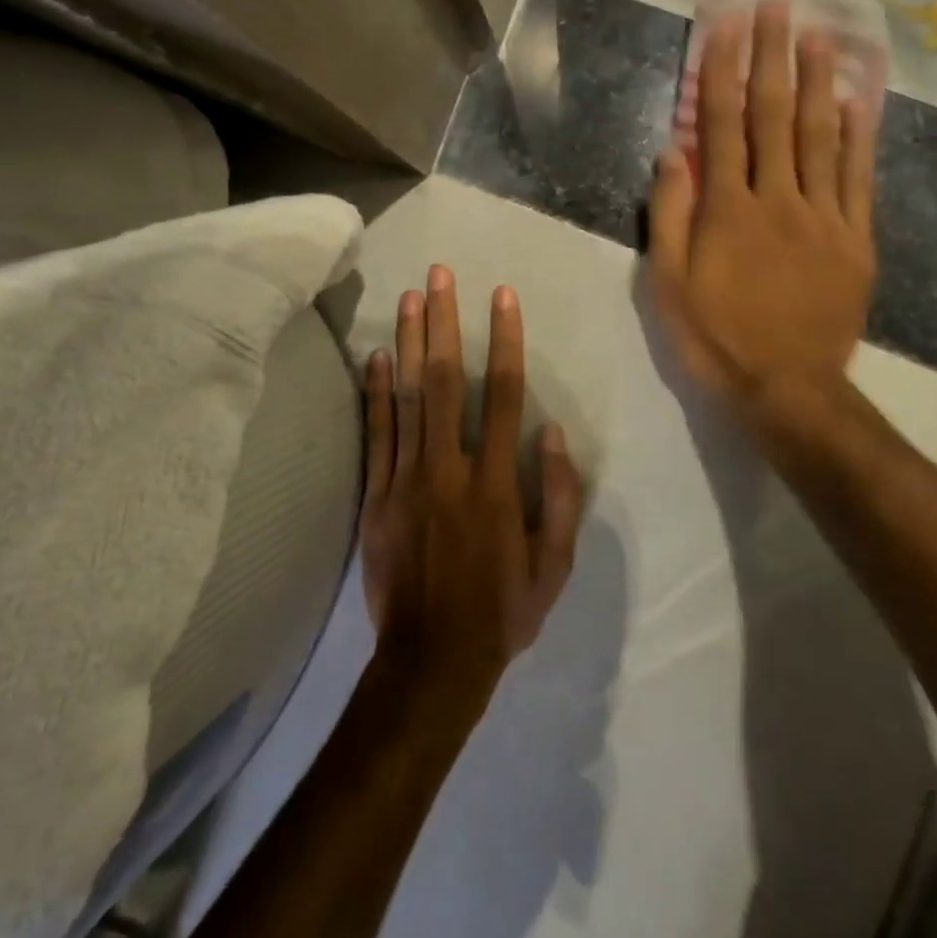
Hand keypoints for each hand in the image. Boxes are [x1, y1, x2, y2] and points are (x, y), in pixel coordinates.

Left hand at [361, 266, 582, 715]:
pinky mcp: (376, 496)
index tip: (502, 296)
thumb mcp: (554, 567)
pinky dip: (377, 392)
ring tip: (410, 297)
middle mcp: (449, 469)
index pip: (506, 395)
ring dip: (411, 343)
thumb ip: (560, 496)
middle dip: (445, 322)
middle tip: (439, 275)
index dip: (506, 340)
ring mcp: (406, 480)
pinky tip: (378, 356)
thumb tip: (551, 432)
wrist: (432, 662)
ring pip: (409, 398)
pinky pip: (377, 434)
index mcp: (496, 484)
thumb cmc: (501, 612)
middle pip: (447, 381)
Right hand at [648, 0, 878, 452]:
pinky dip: (860, 135)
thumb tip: (671, 151)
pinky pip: (859, 177)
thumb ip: (669, 215)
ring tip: (820, 32)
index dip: (723, 70)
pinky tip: (861, 99)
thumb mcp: (668, 284)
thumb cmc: (715, 337)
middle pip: (775, 116)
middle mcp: (777, 199)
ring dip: (819, 80)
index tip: (727, 24)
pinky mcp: (856, 239)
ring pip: (821, 136)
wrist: (787, 388)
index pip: (723, 124)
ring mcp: (824, 216)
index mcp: (727, 210)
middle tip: (778, 5)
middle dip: (773, 56)